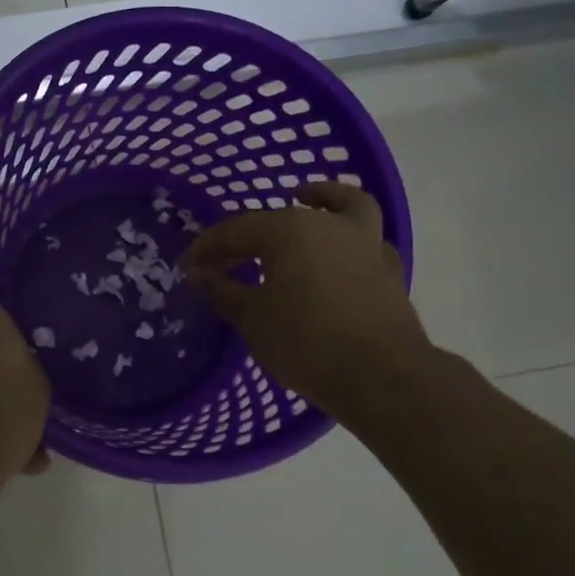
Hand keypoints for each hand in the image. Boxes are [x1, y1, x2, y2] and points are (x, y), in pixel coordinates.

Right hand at [181, 182, 428, 416]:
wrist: (381, 376)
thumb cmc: (307, 343)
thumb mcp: (252, 319)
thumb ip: (222, 291)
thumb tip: (199, 273)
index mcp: (288, 230)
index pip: (235, 230)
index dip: (207, 248)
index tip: (187, 268)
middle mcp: (328, 224)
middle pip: (279, 219)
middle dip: (245, 236)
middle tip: (223, 261)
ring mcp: (364, 243)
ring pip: (341, 206)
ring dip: (320, 199)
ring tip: (301, 201)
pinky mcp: (387, 268)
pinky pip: (364, 239)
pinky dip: (347, 237)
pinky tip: (336, 253)